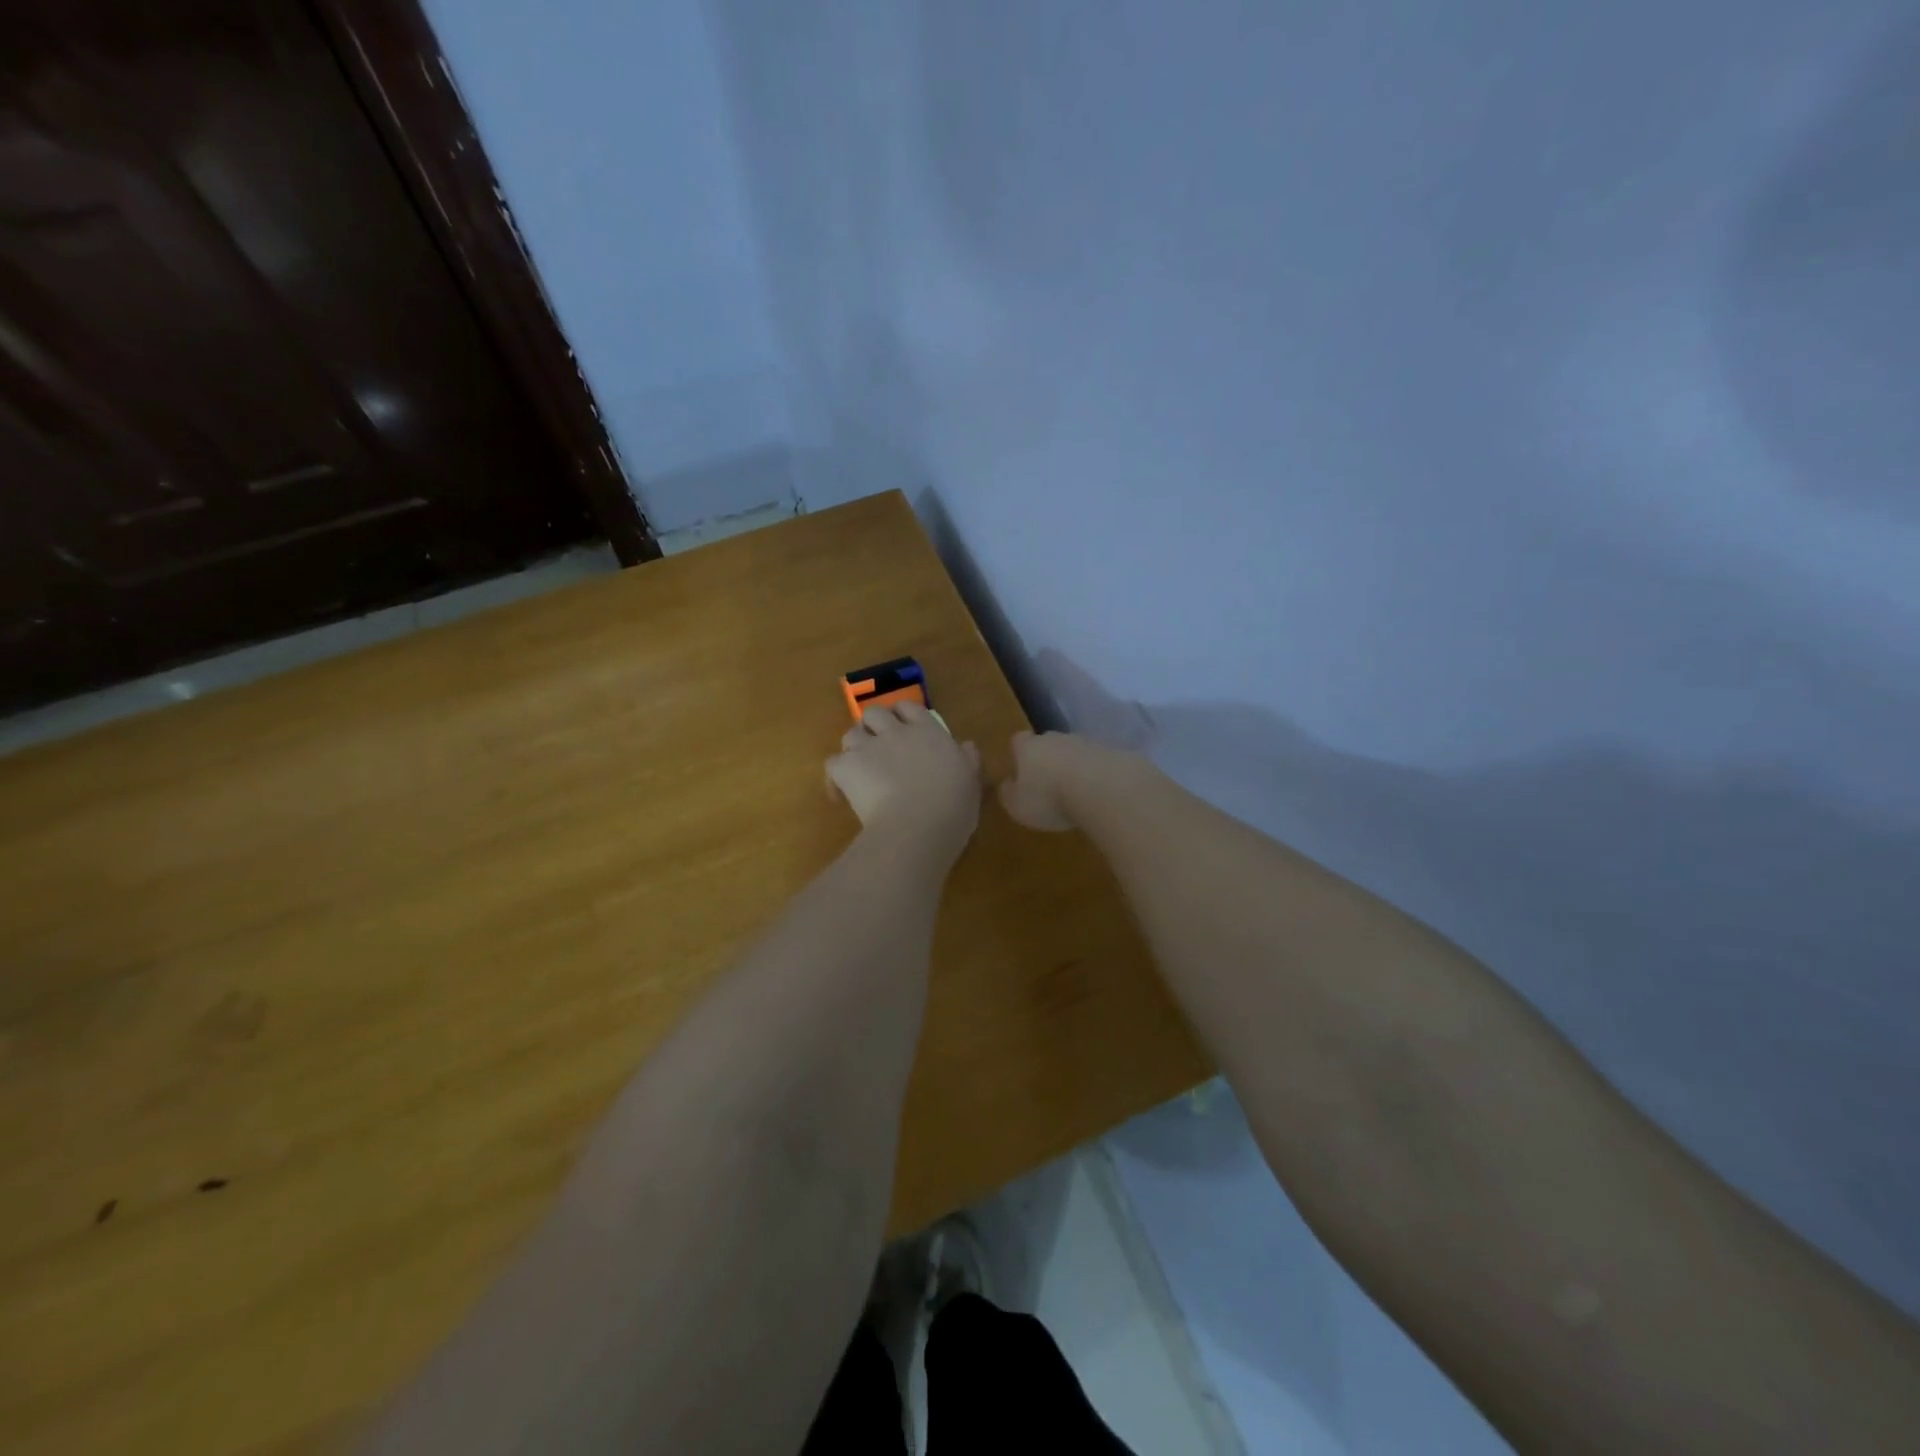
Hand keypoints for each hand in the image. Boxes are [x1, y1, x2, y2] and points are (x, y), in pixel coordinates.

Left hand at [828, 701, 981, 860]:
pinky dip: (835, 778)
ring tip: (859, 770)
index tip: (904, 730)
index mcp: (929, 732)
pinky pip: (832, 763)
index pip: (909, 708)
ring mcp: (868, 748)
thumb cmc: (953, 807)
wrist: (917, 828)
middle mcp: (896, 732)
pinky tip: (841, 794)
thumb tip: (967, 745)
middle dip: (873, 727)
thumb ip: (968, 761)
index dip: (902, 716)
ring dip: (854, 748)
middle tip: (878, 749)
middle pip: (874, 713)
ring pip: (850, 734)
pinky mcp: (846, 768)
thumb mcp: (972, 783)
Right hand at [997, 731, 1106, 831]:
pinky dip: (1095, 775)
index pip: (1017, 741)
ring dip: (1073, 768)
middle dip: (1047, 760)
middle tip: (1048, 784)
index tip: (1019, 771)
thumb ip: (1008, 793)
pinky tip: (1098, 793)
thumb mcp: (1017, 805)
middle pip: (1047, 743)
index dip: (1018, 754)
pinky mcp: (1112, 752)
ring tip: (1075, 793)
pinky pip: (1097, 763)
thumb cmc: (1049, 797)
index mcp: (1028, 747)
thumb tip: (1006, 785)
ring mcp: (1086, 742)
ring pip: (1074, 752)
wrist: (1103, 787)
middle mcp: (1055, 738)